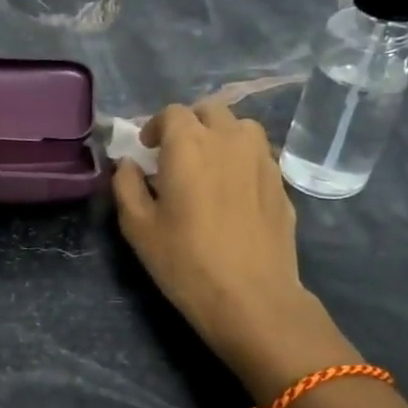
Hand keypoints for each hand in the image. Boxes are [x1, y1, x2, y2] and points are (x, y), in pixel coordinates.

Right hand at [113, 102, 355, 400]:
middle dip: (190, 125)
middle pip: (210, 111)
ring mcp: (262, 159)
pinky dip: (243, 159)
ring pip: (241, 127)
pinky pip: (260, 155)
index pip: (172, 113)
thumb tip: (127, 164)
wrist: (251, 297)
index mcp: (188, 144)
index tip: (148, 150)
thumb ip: (126, 185)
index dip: (156, 126)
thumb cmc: (185, 261)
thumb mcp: (137, 226)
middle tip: (176, 154)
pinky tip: (234, 190)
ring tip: (210, 164)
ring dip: (221, 135)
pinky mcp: (282, 183)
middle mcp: (228, 140)